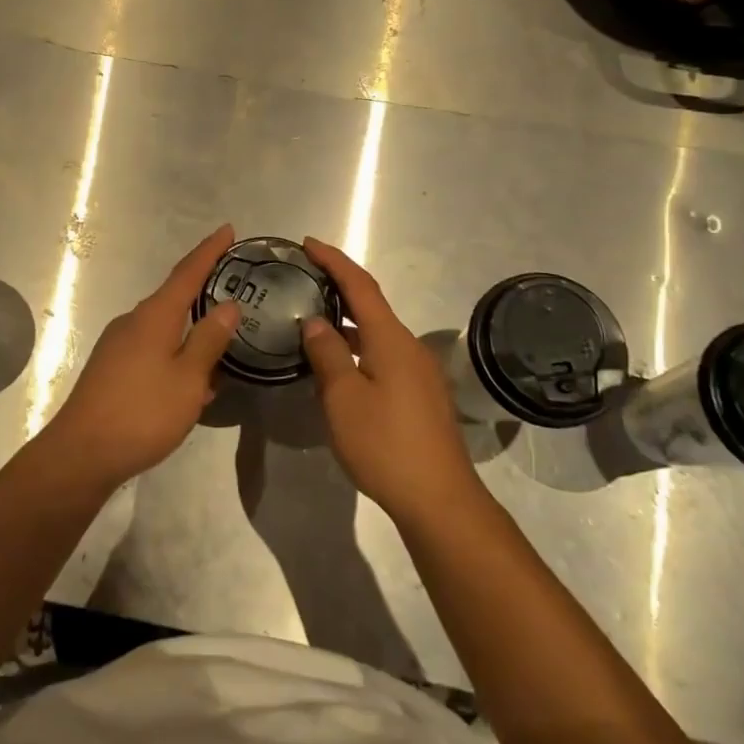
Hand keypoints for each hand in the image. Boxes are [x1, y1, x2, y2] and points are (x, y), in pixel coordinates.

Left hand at [42, 224, 241, 492]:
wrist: (81, 453)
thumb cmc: (142, 413)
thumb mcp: (188, 379)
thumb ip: (209, 340)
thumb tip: (228, 305)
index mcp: (154, 316)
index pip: (187, 273)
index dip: (209, 250)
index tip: (228, 230)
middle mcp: (133, 321)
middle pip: (173, 297)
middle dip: (202, 290)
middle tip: (234, 288)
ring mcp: (118, 345)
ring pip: (163, 328)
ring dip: (190, 331)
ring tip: (220, 345)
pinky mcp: (111, 368)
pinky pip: (151, 349)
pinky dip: (175, 354)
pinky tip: (190, 381)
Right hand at [299, 236, 484, 527]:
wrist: (439, 500)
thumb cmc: (385, 444)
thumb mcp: (343, 398)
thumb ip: (327, 354)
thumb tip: (315, 322)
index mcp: (391, 339)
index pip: (360, 286)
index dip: (334, 261)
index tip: (308, 244)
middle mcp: (409, 347)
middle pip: (371, 306)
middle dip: (338, 289)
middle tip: (304, 281)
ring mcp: (419, 373)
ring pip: (377, 335)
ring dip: (347, 324)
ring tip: (312, 322)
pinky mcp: (420, 396)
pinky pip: (383, 356)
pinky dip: (358, 349)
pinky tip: (338, 367)